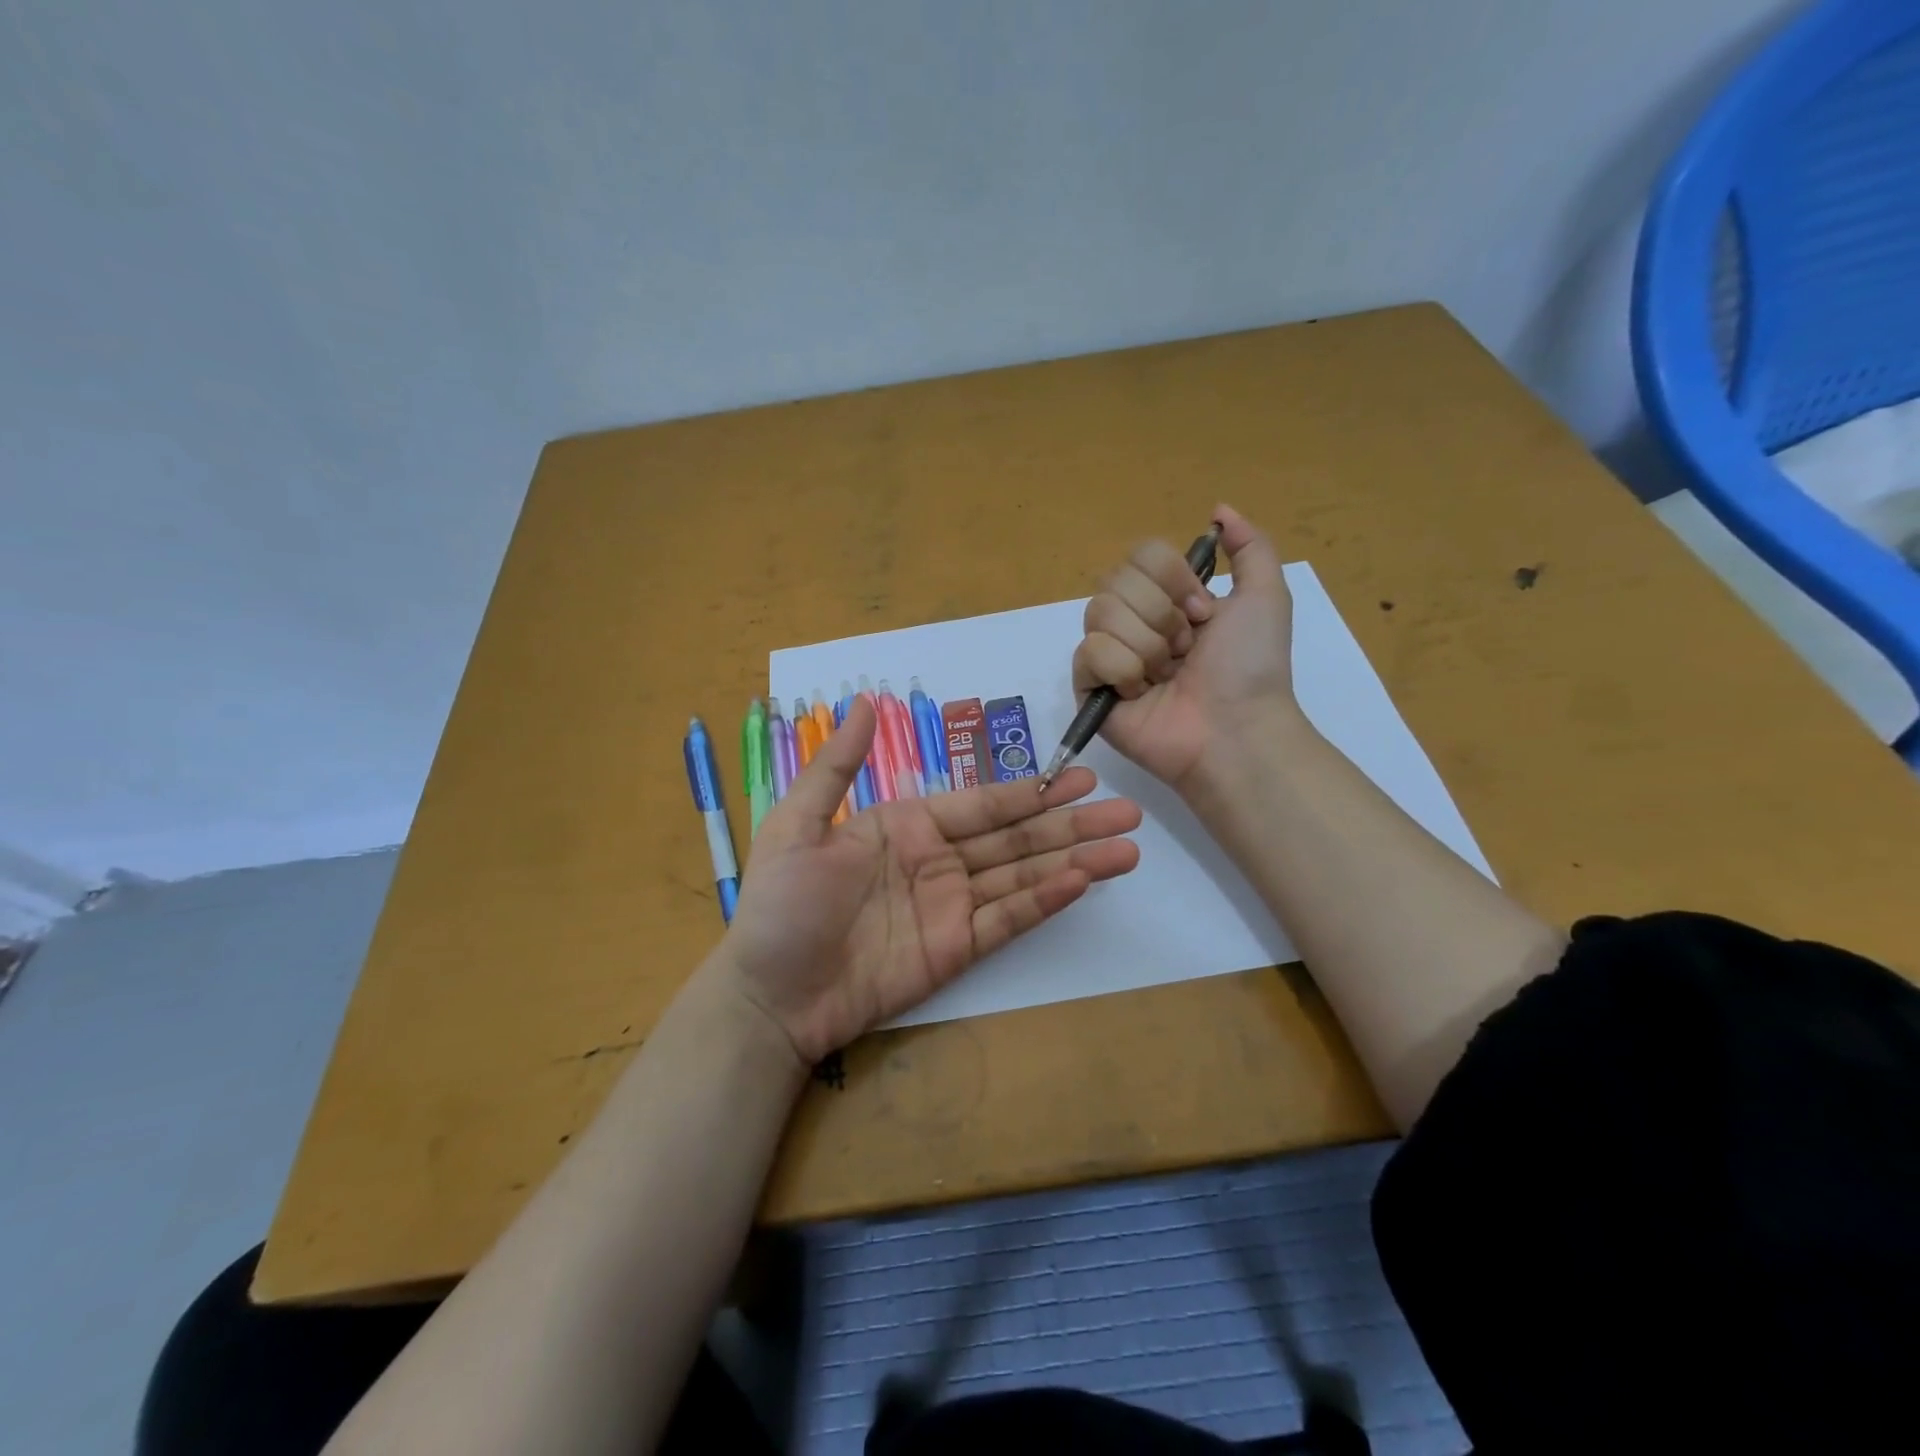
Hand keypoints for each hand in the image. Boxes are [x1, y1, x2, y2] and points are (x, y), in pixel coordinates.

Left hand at [715, 696, 1142, 1065]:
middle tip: (1126, 809)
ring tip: (1126, 846)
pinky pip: (1008, 920)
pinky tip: (1081, 880)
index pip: (981, 804)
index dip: (1030, 791)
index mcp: (907, 826)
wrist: (769, 994)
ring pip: (1023, 875)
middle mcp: (938, 860)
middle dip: (1070, 823)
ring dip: (1074, 859)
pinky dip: (1045, 900)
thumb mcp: (798, 823)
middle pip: (1015, 837)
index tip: (1079, 777)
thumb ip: (839, 766)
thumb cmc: (781, 904)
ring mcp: (951, 906)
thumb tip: (867, 701)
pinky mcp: (956, 950)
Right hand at [1072, 504, 1298, 791]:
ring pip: (1100, 612)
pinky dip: (1122, 670)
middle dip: (1161, 615)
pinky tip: (1141, 694)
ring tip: (1167, 676)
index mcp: (1168, 599)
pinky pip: (1089, 652)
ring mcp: (1108, 654)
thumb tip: (1218, 510)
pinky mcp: (1089, 687)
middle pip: (1116, 580)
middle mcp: (1134, 621)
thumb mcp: (1266, 597)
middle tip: (1186, 650)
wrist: (1234, 728)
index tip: (1203, 612)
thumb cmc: (1251, 667)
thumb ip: (1250, 546)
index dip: (1171, 577)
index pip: (1141, 554)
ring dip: (1147, 645)